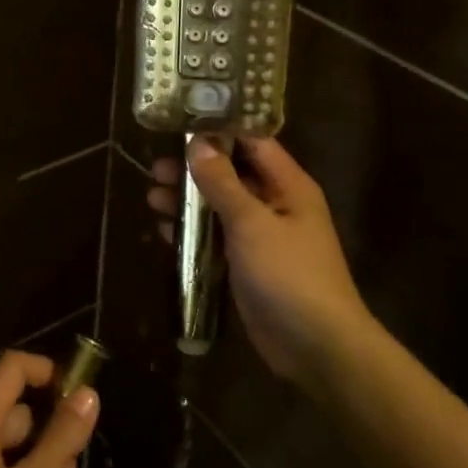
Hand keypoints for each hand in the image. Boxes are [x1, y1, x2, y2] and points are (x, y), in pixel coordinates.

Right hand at [149, 137, 372, 383]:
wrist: (315, 345)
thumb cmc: (289, 274)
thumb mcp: (252, 223)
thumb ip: (223, 183)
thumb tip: (198, 143)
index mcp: (288, 185)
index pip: (252, 143)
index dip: (219, 130)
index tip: (180, 122)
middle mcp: (276, 204)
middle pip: (231, 174)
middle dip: (194, 170)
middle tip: (156, 168)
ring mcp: (261, 236)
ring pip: (220, 207)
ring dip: (189, 202)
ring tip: (152, 196)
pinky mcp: (247, 264)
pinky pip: (217, 238)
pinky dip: (193, 233)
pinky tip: (165, 232)